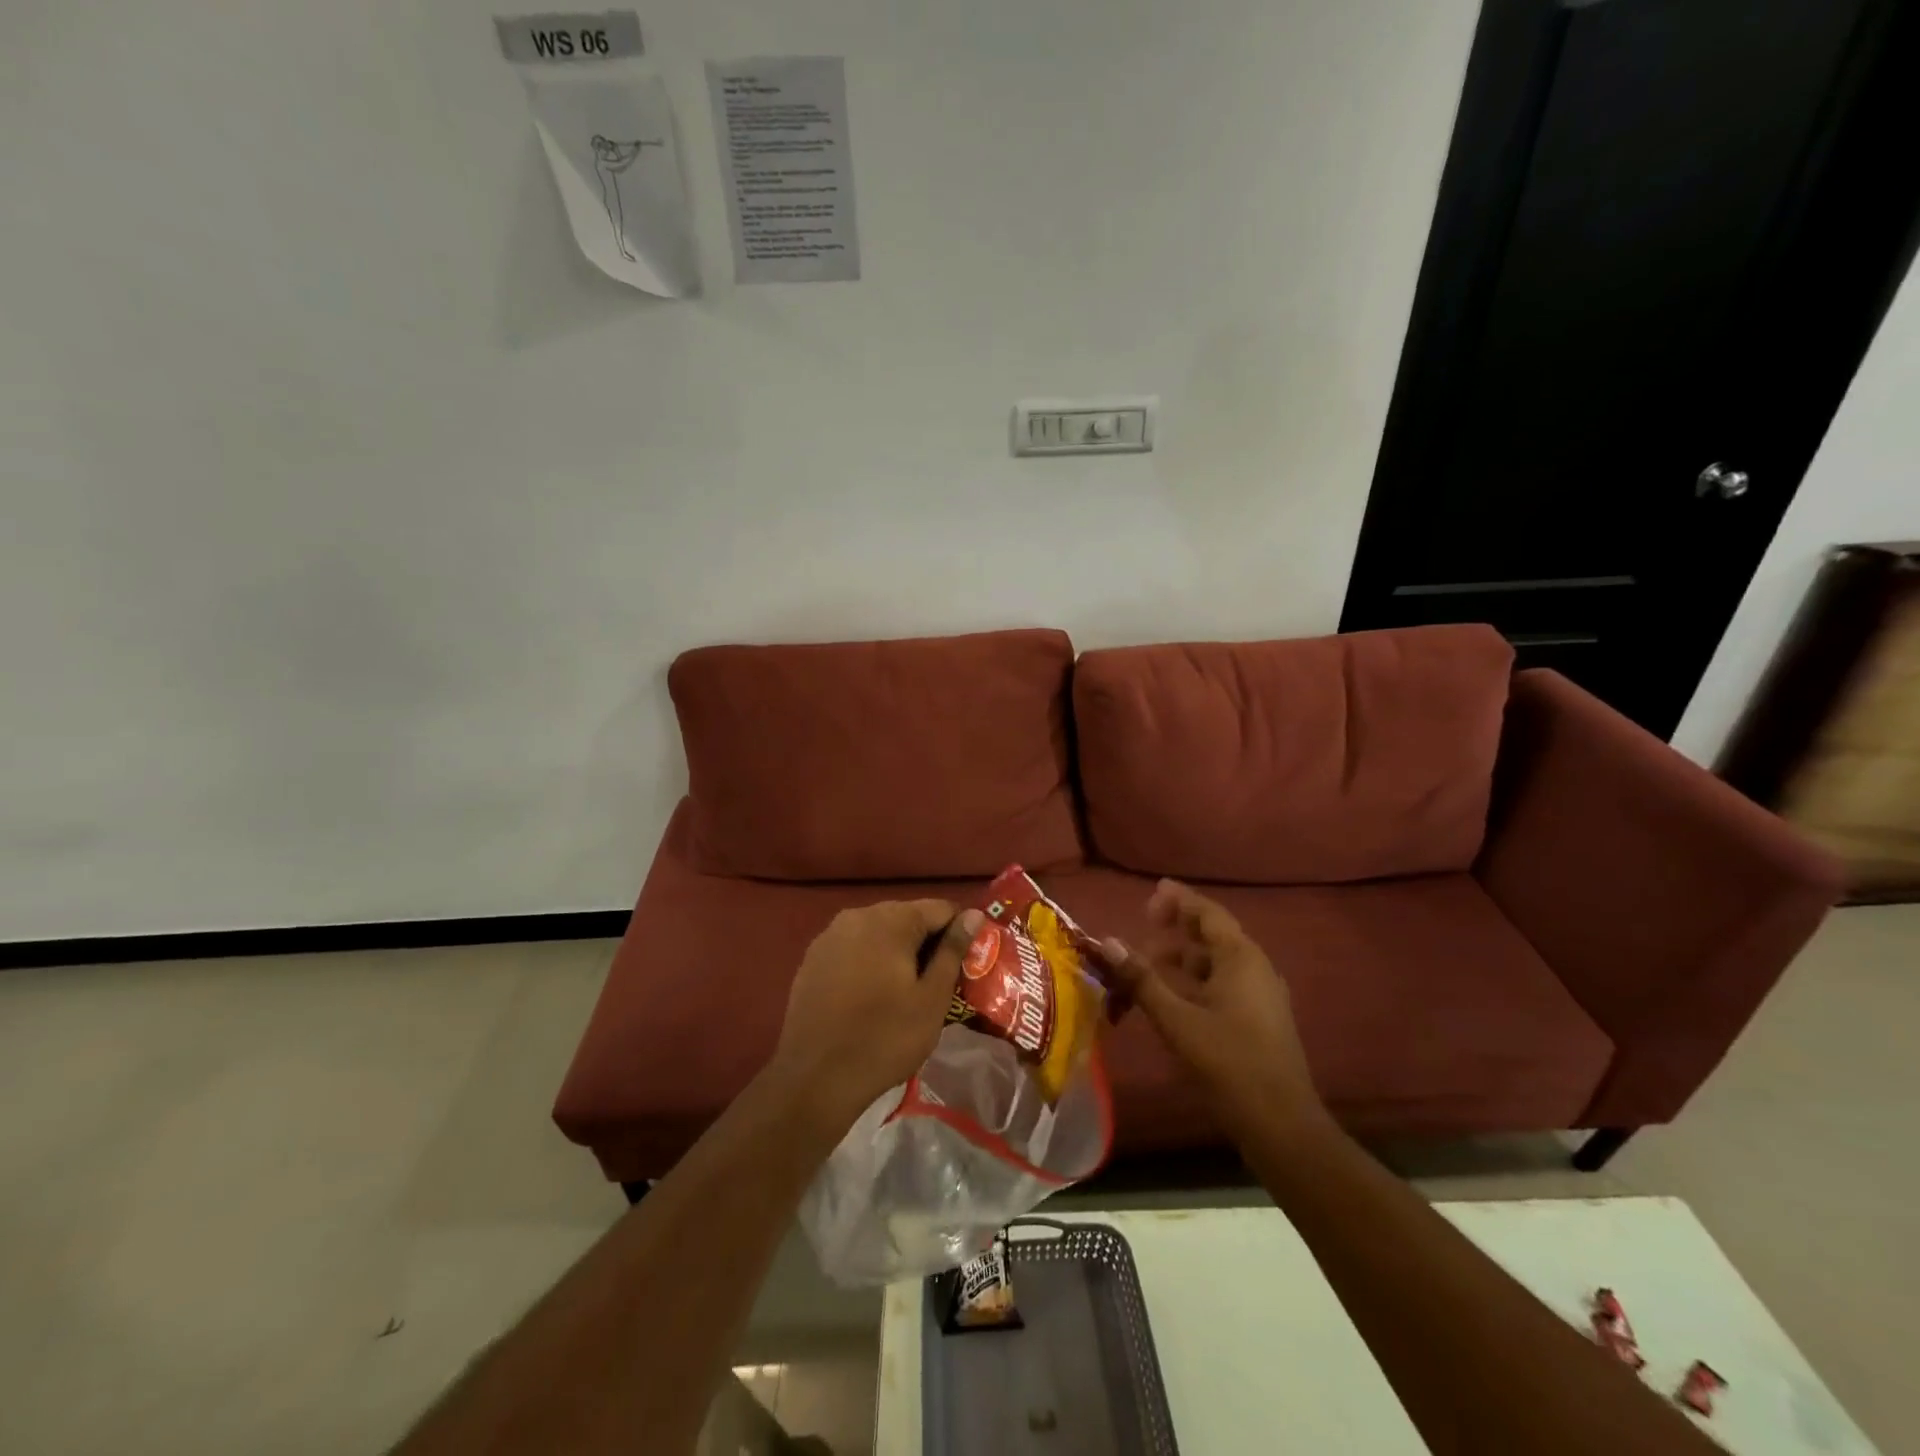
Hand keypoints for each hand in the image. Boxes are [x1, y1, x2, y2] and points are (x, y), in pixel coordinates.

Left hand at [770, 900, 984, 1133]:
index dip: (961, 933)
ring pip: (879, 932)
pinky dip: (870, 961)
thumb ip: (953, 950)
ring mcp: (830, 935)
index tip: (968, 963)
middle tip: (941, 982)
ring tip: (908, 991)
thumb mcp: (932, 998)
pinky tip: (873, 995)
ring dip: (898, 952)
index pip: (940, 908)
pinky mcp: (813, 958)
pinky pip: (854, 948)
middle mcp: (857, 915)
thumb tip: (974, 915)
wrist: (814, 1079)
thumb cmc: (884, 1038)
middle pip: (907, 917)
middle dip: (928, 942)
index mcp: (890, 919)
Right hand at [1105, 880, 1324, 1137]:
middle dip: (1178, 928)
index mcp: (1241, 959)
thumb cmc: (1229, 1064)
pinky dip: (1195, 980)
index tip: (1152, 892)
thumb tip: (1107, 941)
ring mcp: (1261, 996)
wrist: (1282, 1126)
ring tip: (1149, 963)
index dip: (1179, 900)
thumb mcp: (1177, 1020)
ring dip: (1184, 957)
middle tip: (1145, 925)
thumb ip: (1142, 979)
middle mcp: (1256, 968)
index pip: (1207, 914)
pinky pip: (1223, 984)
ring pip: (1217, 963)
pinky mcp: (1259, 1020)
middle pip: (1214, 935)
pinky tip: (1171, 996)